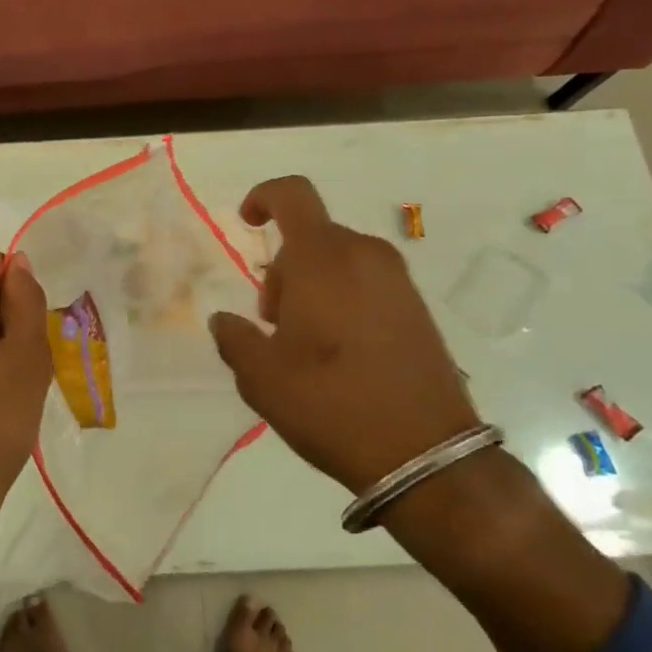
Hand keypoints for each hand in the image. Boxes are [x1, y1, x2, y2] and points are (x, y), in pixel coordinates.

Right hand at [209, 176, 476, 496]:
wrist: (427, 456)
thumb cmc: (332, 404)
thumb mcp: (262, 378)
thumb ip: (234, 338)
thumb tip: (224, 320)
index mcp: (324, 258)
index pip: (292, 195)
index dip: (263, 197)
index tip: (247, 224)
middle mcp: (365, 255)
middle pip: (311, 237)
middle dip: (283, 270)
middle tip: (273, 324)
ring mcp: (398, 281)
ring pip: (338, 261)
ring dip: (312, 287)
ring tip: (304, 345)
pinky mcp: (418, 307)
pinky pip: (366, 282)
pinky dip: (342, 299)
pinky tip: (339, 353)